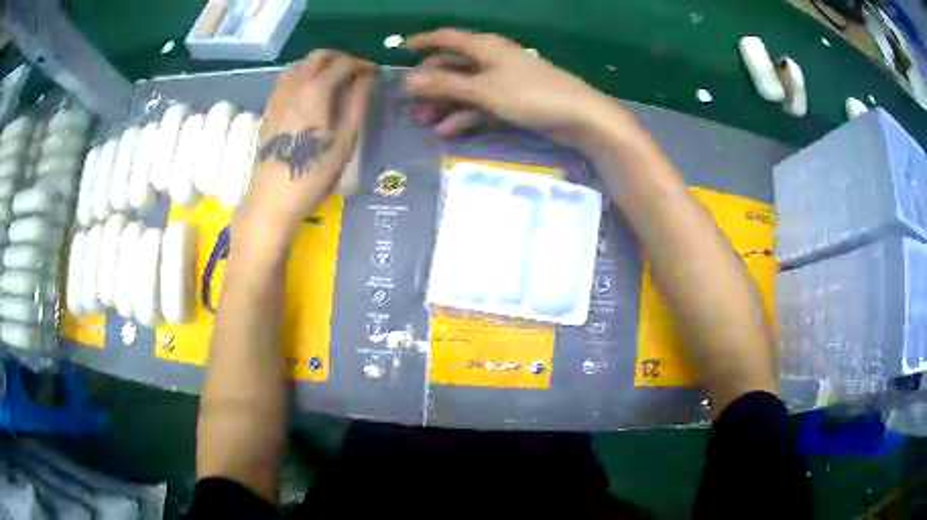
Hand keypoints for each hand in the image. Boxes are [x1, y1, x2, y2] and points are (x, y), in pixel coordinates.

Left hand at [235, 50, 374, 248]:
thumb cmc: (314, 172)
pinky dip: (302, 75)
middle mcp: (295, 84)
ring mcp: (278, 95)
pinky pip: (286, 78)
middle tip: (355, 72)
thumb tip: (366, 78)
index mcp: (317, 90)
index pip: (344, 63)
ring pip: (300, 64)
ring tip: (333, 80)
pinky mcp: (269, 107)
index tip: (374, 73)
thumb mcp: (345, 140)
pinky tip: (309, 93)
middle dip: (341, 57)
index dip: (363, 64)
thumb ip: (356, 103)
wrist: (273, 197)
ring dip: (320, 64)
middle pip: (319, 55)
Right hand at [405, 29, 631, 146]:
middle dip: (431, 82)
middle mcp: (491, 59)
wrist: (579, 116)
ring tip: (424, 121)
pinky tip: (448, 131)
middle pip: (453, 66)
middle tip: (410, 102)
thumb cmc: (530, 95)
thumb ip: (445, 85)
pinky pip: (481, 104)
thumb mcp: (483, 90)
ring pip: (465, 88)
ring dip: (445, 103)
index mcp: (485, 47)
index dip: (423, 41)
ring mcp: (503, 81)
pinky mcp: (512, 101)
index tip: (402, 49)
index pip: (447, 38)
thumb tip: (407, 81)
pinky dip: (465, 115)